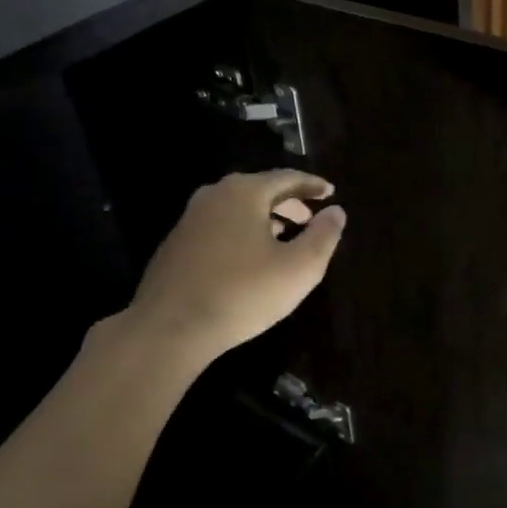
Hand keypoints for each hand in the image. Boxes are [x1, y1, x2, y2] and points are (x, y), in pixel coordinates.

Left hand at [118, 170, 346, 364]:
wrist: (170, 329)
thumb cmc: (243, 293)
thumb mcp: (299, 268)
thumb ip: (323, 236)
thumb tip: (336, 212)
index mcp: (244, 193)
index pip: (286, 178)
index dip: (312, 186)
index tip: (330, 192)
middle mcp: (213, 196)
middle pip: (259, 190)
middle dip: (288, 202)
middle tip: (310, 217)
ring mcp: (190, 220)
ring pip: (237, 209)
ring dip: (265, 218)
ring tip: (284, 237)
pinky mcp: (176, 246)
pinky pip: (219, 228)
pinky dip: (242, 233)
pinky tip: (249, 259)